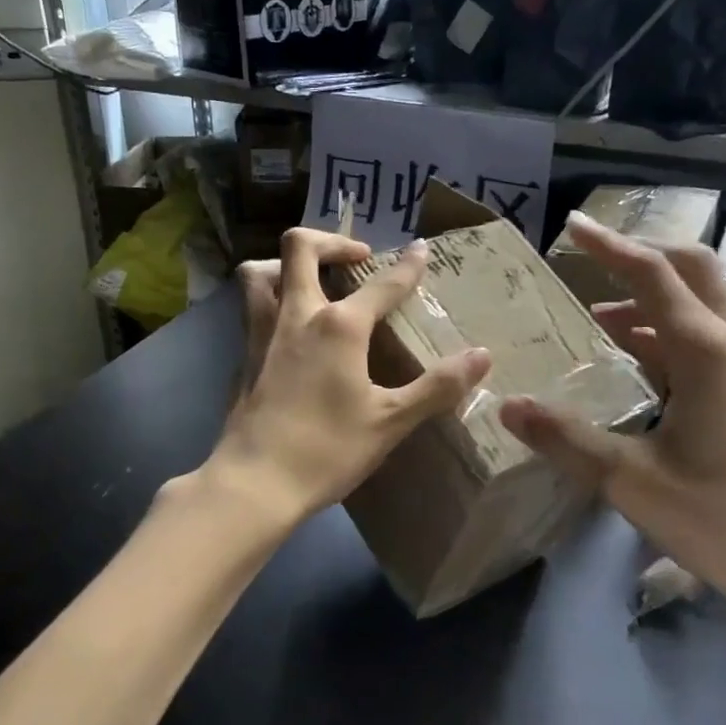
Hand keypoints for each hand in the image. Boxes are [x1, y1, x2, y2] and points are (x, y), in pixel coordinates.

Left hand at [210, 227, 491, 526]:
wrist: (255, 482)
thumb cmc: (327, 450)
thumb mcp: (391, 421)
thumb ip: (437, 386)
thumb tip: (482, 355)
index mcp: (339, 327)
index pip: (382, 285)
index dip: (407, 266)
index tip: (421, 249)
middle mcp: (296, 316)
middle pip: (300, 247)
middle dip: (332, 242)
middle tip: (358, 259)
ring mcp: (262, 333)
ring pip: (261, 272)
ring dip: (286, 263)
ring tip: (310, 279)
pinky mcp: (243, 356)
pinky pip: (251, 306)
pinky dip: (271, 298)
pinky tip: (289, 327)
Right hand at [498, 213, 725, 619]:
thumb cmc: (722, 521)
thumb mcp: (630, 482)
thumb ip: (566, 440)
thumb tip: (507, 406)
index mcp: (707, 354)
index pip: (653, 276)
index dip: (610, 247)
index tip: (571, 228)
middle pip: (692, 271)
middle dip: (641, 257)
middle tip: (591, 263)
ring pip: (703, 304)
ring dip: (652, 298)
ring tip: (599, 318)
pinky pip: (708, 339)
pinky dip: (668, 331)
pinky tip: (638, 362)